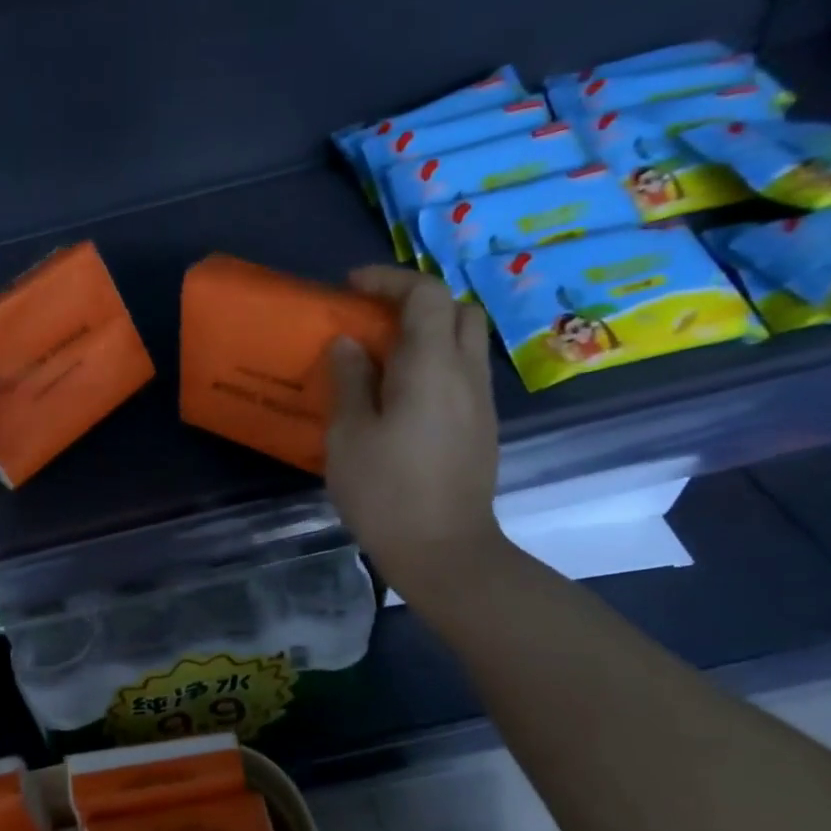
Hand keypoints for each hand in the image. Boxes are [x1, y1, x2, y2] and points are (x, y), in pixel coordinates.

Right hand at [326, 266, 505, 601]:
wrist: (444, 550)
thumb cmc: (386, 491)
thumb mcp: (349, 434)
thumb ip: (350, 380)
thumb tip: (349, 343)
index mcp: (431, 366)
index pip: (425, 295)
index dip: (388, 280)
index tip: (350, 287)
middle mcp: (466, 373)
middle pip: (457, 310)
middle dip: (416, 301)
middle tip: (373, 318)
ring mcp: (480, 402)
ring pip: (464, 342)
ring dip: (428, 333)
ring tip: (383, 356)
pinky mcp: (481, 428)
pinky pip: (462, 374)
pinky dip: (434, 364)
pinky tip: (401, 396)